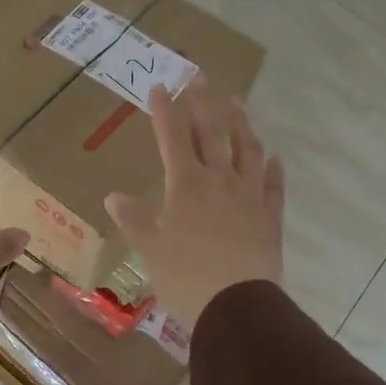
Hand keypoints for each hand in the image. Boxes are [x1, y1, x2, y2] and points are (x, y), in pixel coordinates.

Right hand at [104, 78, 284, 326]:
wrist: (237, 307)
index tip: (160, 87)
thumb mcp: (150, 251)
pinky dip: (273, 170)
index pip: (173, 139)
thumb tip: (112, 196)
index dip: (166, 112)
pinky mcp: (270, 218)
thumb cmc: (186, 279)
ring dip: (241, 124)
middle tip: (199, 77)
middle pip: (212, 135)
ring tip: (236, 103)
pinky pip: (273, 187)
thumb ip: (134, 221)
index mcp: (186, 187)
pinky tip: (274, 157)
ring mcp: (249, 197)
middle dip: (203, 104)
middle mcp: (219, 182)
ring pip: (247, 151)